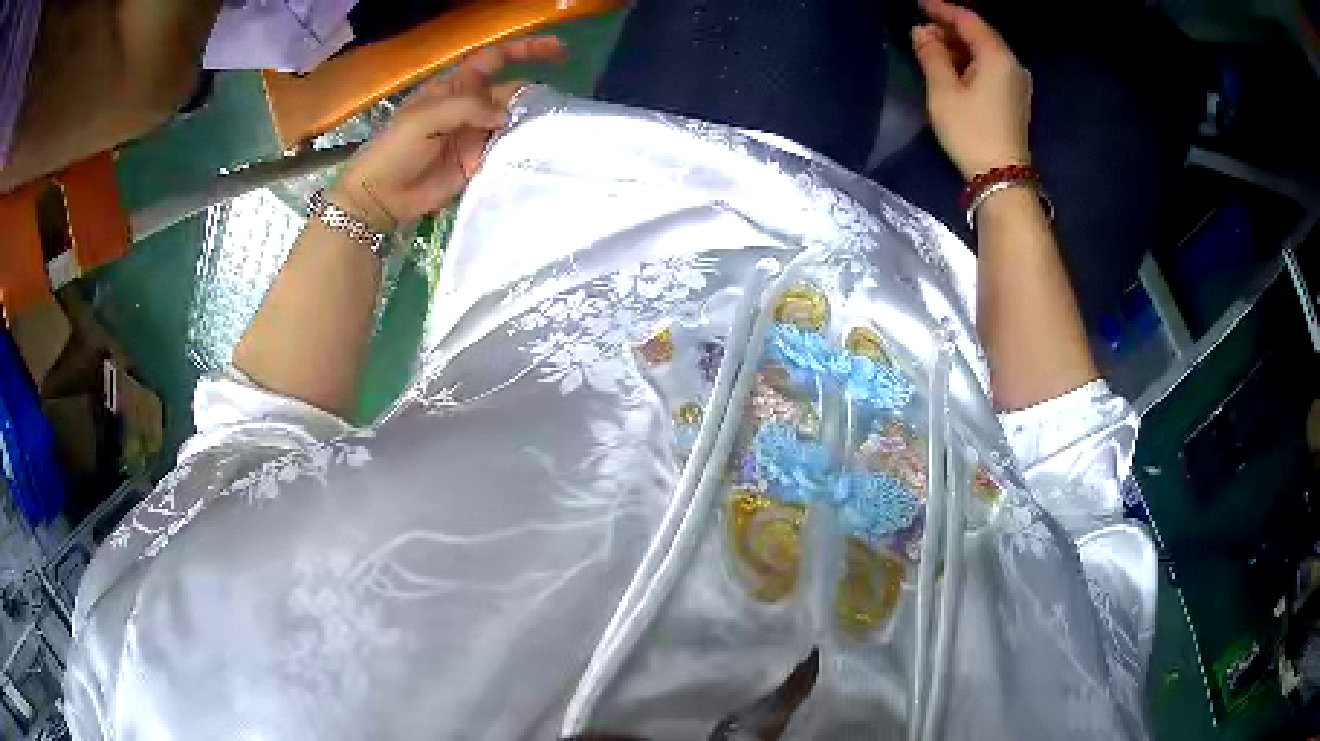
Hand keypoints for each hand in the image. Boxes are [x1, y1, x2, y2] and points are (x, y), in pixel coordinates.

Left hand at [328, 36, 565, 229]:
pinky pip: (507, 152)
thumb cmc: (395, 149)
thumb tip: (506, 115)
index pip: (495, 60)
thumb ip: (466, 109)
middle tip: (558, 108)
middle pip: (511, 92)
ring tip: (556, 130)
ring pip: (514, 122)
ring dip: (532, 123)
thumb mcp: (424, 119)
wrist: (380, 196)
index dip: (525, 50)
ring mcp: (475, 136)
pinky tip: (538, 153)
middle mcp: (470, 108)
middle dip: (534, 94)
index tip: (558, 50)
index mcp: (456, 88)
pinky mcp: (478, 163)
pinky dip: (522, 151)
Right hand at [911, 0, 1030, 179]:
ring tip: (931, 48)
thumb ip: (931, 55)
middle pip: (979, 34)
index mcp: (997, 57)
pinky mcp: (1015, 99)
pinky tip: (952, 67)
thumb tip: (920, 32)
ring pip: (985, 52)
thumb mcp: (944, 90)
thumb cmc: (971, 131)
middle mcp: (1012, 65)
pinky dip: (970, 61)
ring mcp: (1017, 83)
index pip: (968, 20)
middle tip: (921, 31)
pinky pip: (991, 68)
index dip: (941, 9)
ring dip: (959, 46)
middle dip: (950, 28)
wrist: (1002, 178)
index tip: (918, 5)